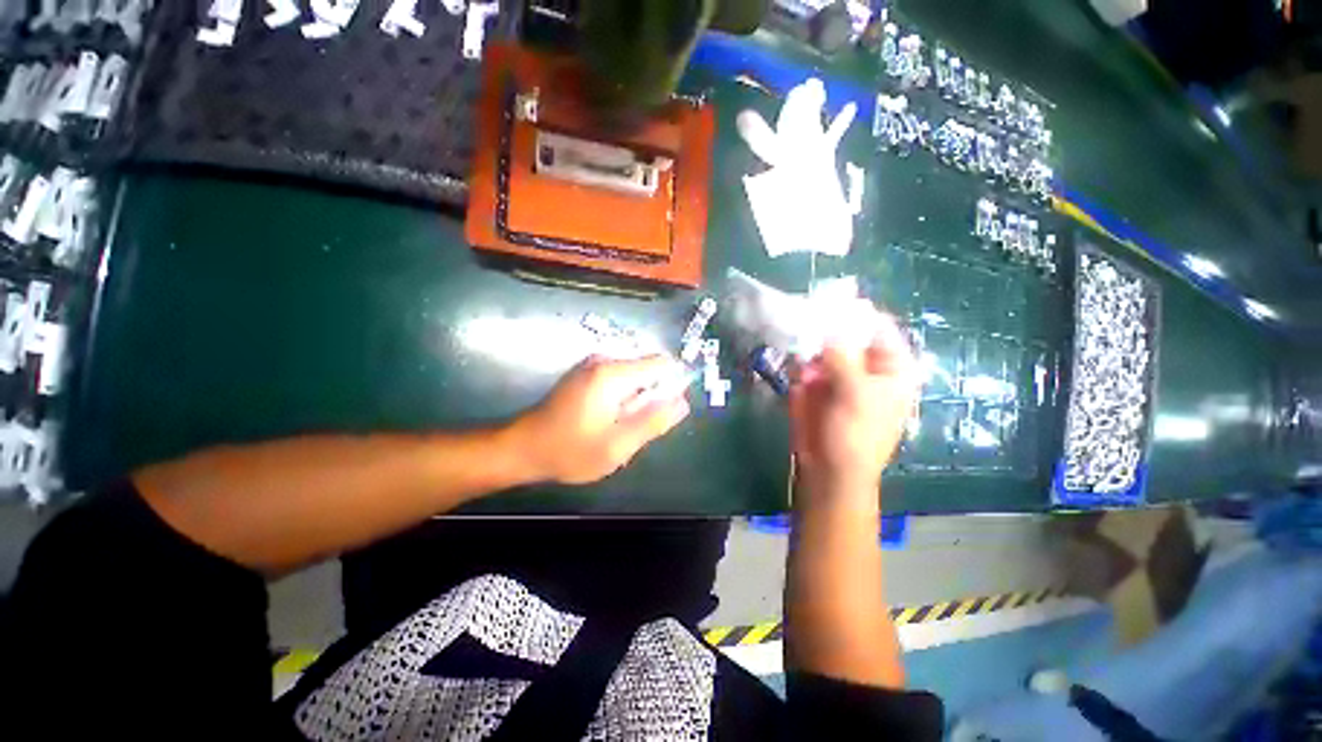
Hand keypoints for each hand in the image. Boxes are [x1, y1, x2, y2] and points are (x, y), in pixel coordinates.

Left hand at [512, 355, 690, 484]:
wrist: (524, 449)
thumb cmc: (570, 450)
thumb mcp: (618, 445)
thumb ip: (654, 422)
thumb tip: (683, 402)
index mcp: (613, 373)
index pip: (662, 363)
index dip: (672, 385)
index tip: (664, 413)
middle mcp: (604, 360)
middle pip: (648, 372)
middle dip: (649, 400)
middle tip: (631, 430)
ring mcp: (592, 365)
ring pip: (634, 380)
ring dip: (634, 404)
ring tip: (616, 429)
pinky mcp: (586, 374)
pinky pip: (619, 383)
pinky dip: (621, 402)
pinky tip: (605, 423)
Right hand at [789, 311, 918, 500]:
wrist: (828, 470)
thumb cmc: (856, 434)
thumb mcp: (856, 393)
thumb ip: (843, 354)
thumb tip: (830, 320)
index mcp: (889, 366)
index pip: (877, 326)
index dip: (855, 313)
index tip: (829, 301)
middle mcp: (863, 364)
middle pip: (845, 332)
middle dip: (824, 323)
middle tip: (803, 311)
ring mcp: (835, 372)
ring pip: (820, 343)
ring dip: (807, 338)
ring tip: (792, 331)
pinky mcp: (812, 381)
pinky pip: (803, 360)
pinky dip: (796, 356)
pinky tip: (787, 355)